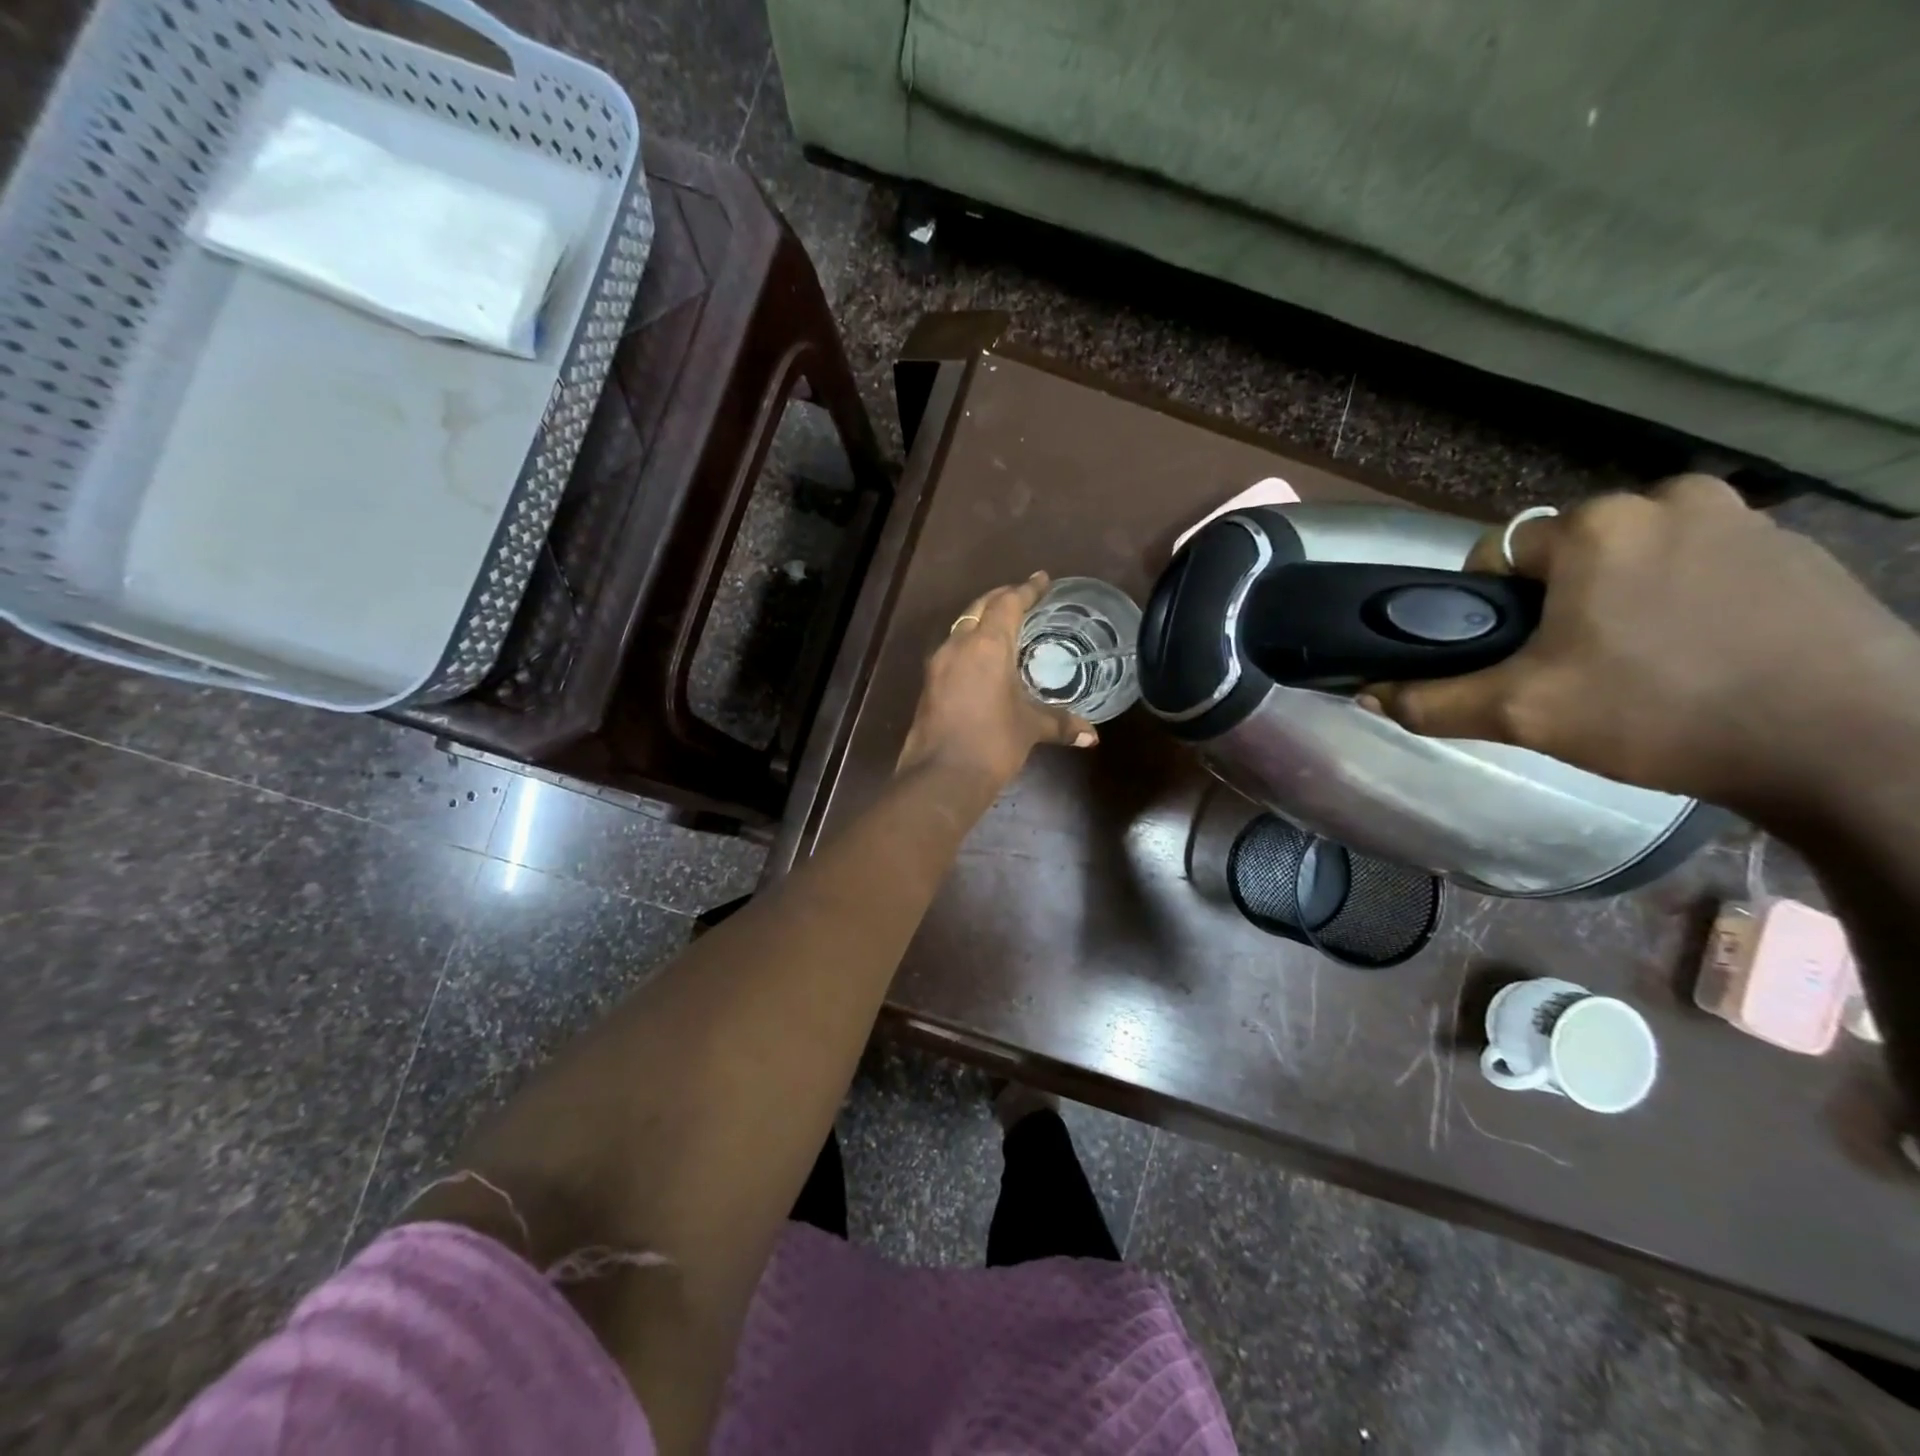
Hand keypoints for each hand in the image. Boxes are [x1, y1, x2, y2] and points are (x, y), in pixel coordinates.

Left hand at [896, 573, 1097, 792]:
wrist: (941, 775)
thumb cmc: (992, 743)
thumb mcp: (1030, 729)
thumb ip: (1060, 724)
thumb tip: (1091, 736)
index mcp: (987, 645)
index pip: (1008, 604)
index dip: (1027, 590)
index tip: (1042, 579)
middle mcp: (959, 645)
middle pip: (980, 608)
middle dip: (1002, 598)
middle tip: (1023, 597)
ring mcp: (939, 664)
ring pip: (962, 627)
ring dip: (982, 620)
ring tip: (1004, 625)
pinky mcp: (929, 684)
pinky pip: (953, 650)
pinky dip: (970, 644)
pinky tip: (983, 660)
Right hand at [1363, 475, 1919, 815]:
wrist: (1850, 743)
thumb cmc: (1662, 714)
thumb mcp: (1524, 715)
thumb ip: (1432, 701)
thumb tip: (1364, 695)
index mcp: (1599, 525)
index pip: (1502, 552)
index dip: (1492, 606)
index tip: (1514, 654)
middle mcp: (1671, 498)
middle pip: (1570, 552)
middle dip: (1559, 602)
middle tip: (1574, 667)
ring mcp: (1746, 517)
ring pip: (1636, 555)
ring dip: (1621, 597)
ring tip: (1639, 662)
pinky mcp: (1798, 548)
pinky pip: (1701, 564)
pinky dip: (1684, 598)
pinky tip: (1700, 653)